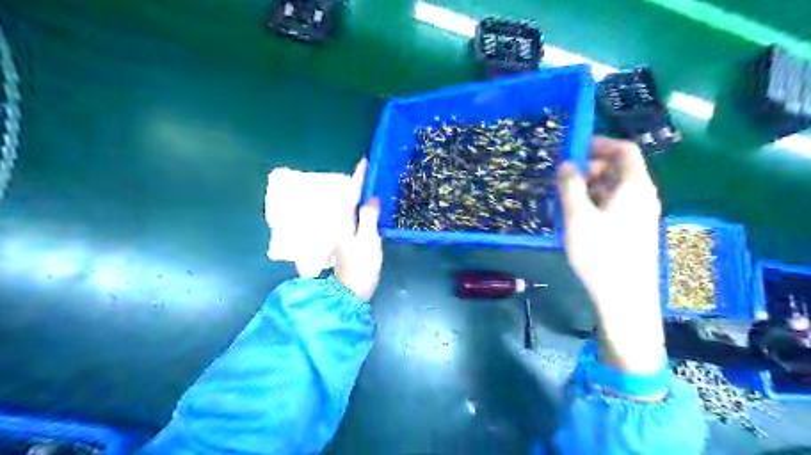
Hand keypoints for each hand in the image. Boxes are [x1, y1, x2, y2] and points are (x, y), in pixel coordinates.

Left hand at [336, 159, 385, 304]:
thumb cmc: (361, 267)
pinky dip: (363, 207)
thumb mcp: (368, 241)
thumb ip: (369, 218)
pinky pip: (356, 216)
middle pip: (349, 198)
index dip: (359, 177)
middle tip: (372, 170)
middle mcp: (341, 224)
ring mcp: (344, 233)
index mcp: (344, 222)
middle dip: (359, 183)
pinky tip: (371, 206)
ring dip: (361, 194)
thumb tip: (372, 199)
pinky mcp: (349, 240)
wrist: (351, 292)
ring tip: (373, 183)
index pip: (351, 194)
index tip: (365, 161)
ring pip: (352, 207)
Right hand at [558, 136, 665, 372]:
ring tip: (564, 198)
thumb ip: (570, 186)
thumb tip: (566, 163)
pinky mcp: (632, 231)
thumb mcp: (578, 217)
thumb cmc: (602, 254)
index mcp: (634, 187)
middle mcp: (642, 196)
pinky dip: (595, 203)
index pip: (625, 151)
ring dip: (589, 187)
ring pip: (614, 189)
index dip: (600, 144)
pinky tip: (576, 217)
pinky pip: (614, 206)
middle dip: (590, 167)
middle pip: (619, 169)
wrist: (625, 298)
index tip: (574, 149)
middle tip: (563, 178)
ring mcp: (638, 215)